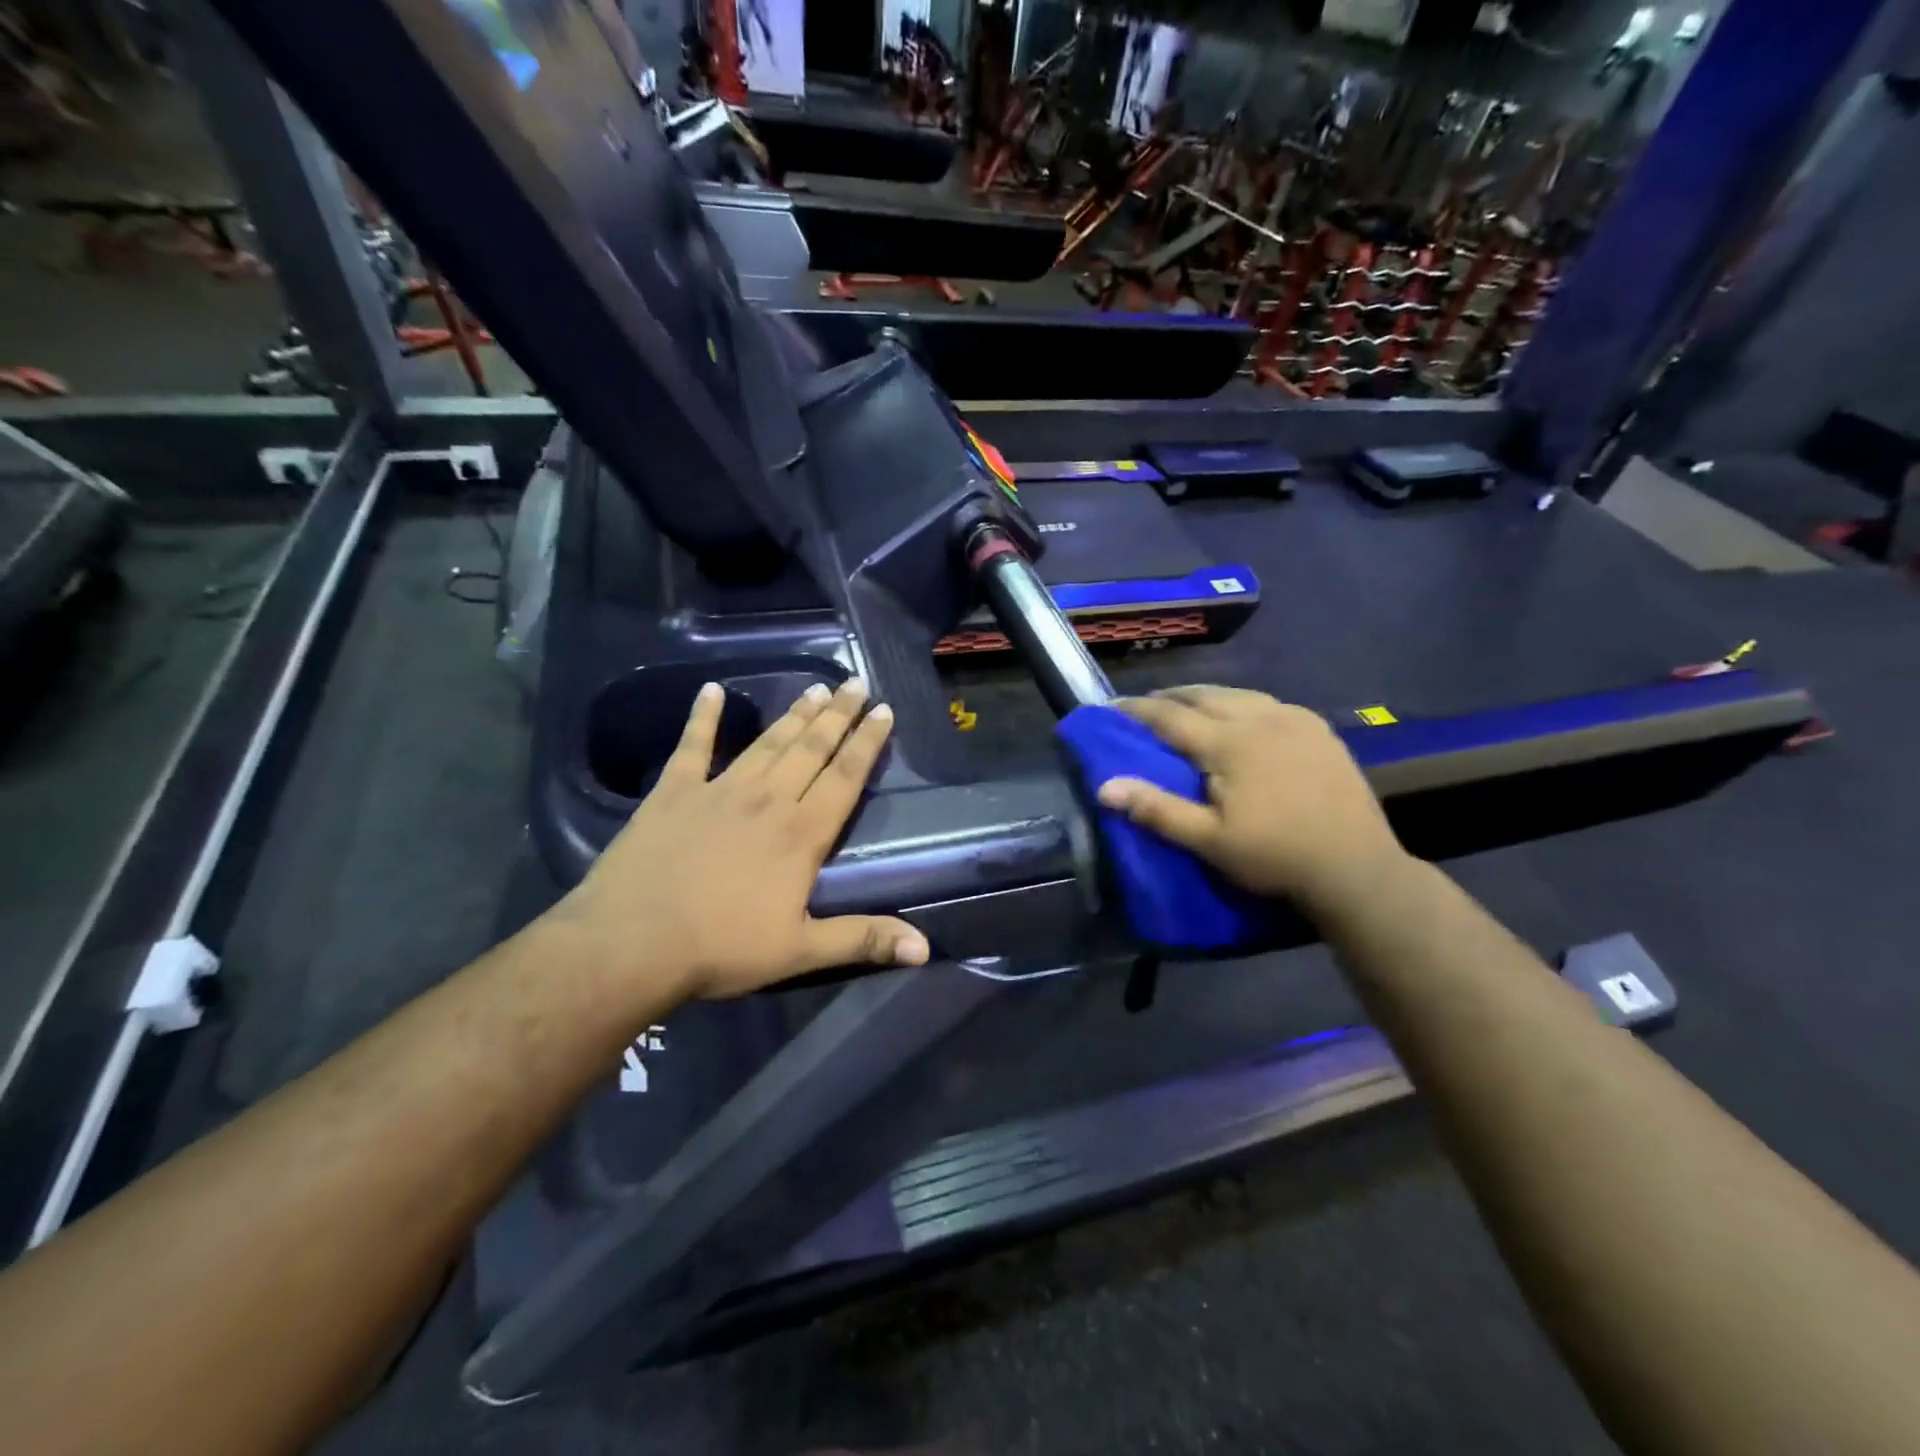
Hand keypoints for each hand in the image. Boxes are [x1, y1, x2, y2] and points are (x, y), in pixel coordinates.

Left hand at [557, 679, 929, 999]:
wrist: (631, 942)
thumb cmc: (720, 948)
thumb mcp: (799, 951)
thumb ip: (862, 940)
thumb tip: (925, 949)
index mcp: (801, 833)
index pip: (846, 777)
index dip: (868, 743)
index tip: (884, 711)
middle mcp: (767, 800)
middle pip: (811, 748)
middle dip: (838, 714)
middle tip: (855, 683)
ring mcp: (719, 790)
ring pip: (767, 743)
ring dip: (794, 714)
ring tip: (815, 688)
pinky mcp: (674, 792)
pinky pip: (693, 746)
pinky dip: (701, 717)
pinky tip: (710, 690)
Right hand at [1095, 686, 1408, 912]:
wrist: (1356, 867)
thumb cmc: (1275, 856)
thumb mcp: (1209, 841)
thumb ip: (1157, 810)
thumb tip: (1105, 787)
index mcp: (1229, 743)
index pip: (1169, 716)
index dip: (1136, 710)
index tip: (1109, 707)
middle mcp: (1260, 718)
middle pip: (1204, 694)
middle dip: (1169, 696)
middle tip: (1145, 706)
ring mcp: (1294, 719)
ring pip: (1237, 693)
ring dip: (1205, 696)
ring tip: (1187, 707)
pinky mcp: (1318, 728)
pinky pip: (1268, 702)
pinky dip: (1240, 703)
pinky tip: (1240, 717)